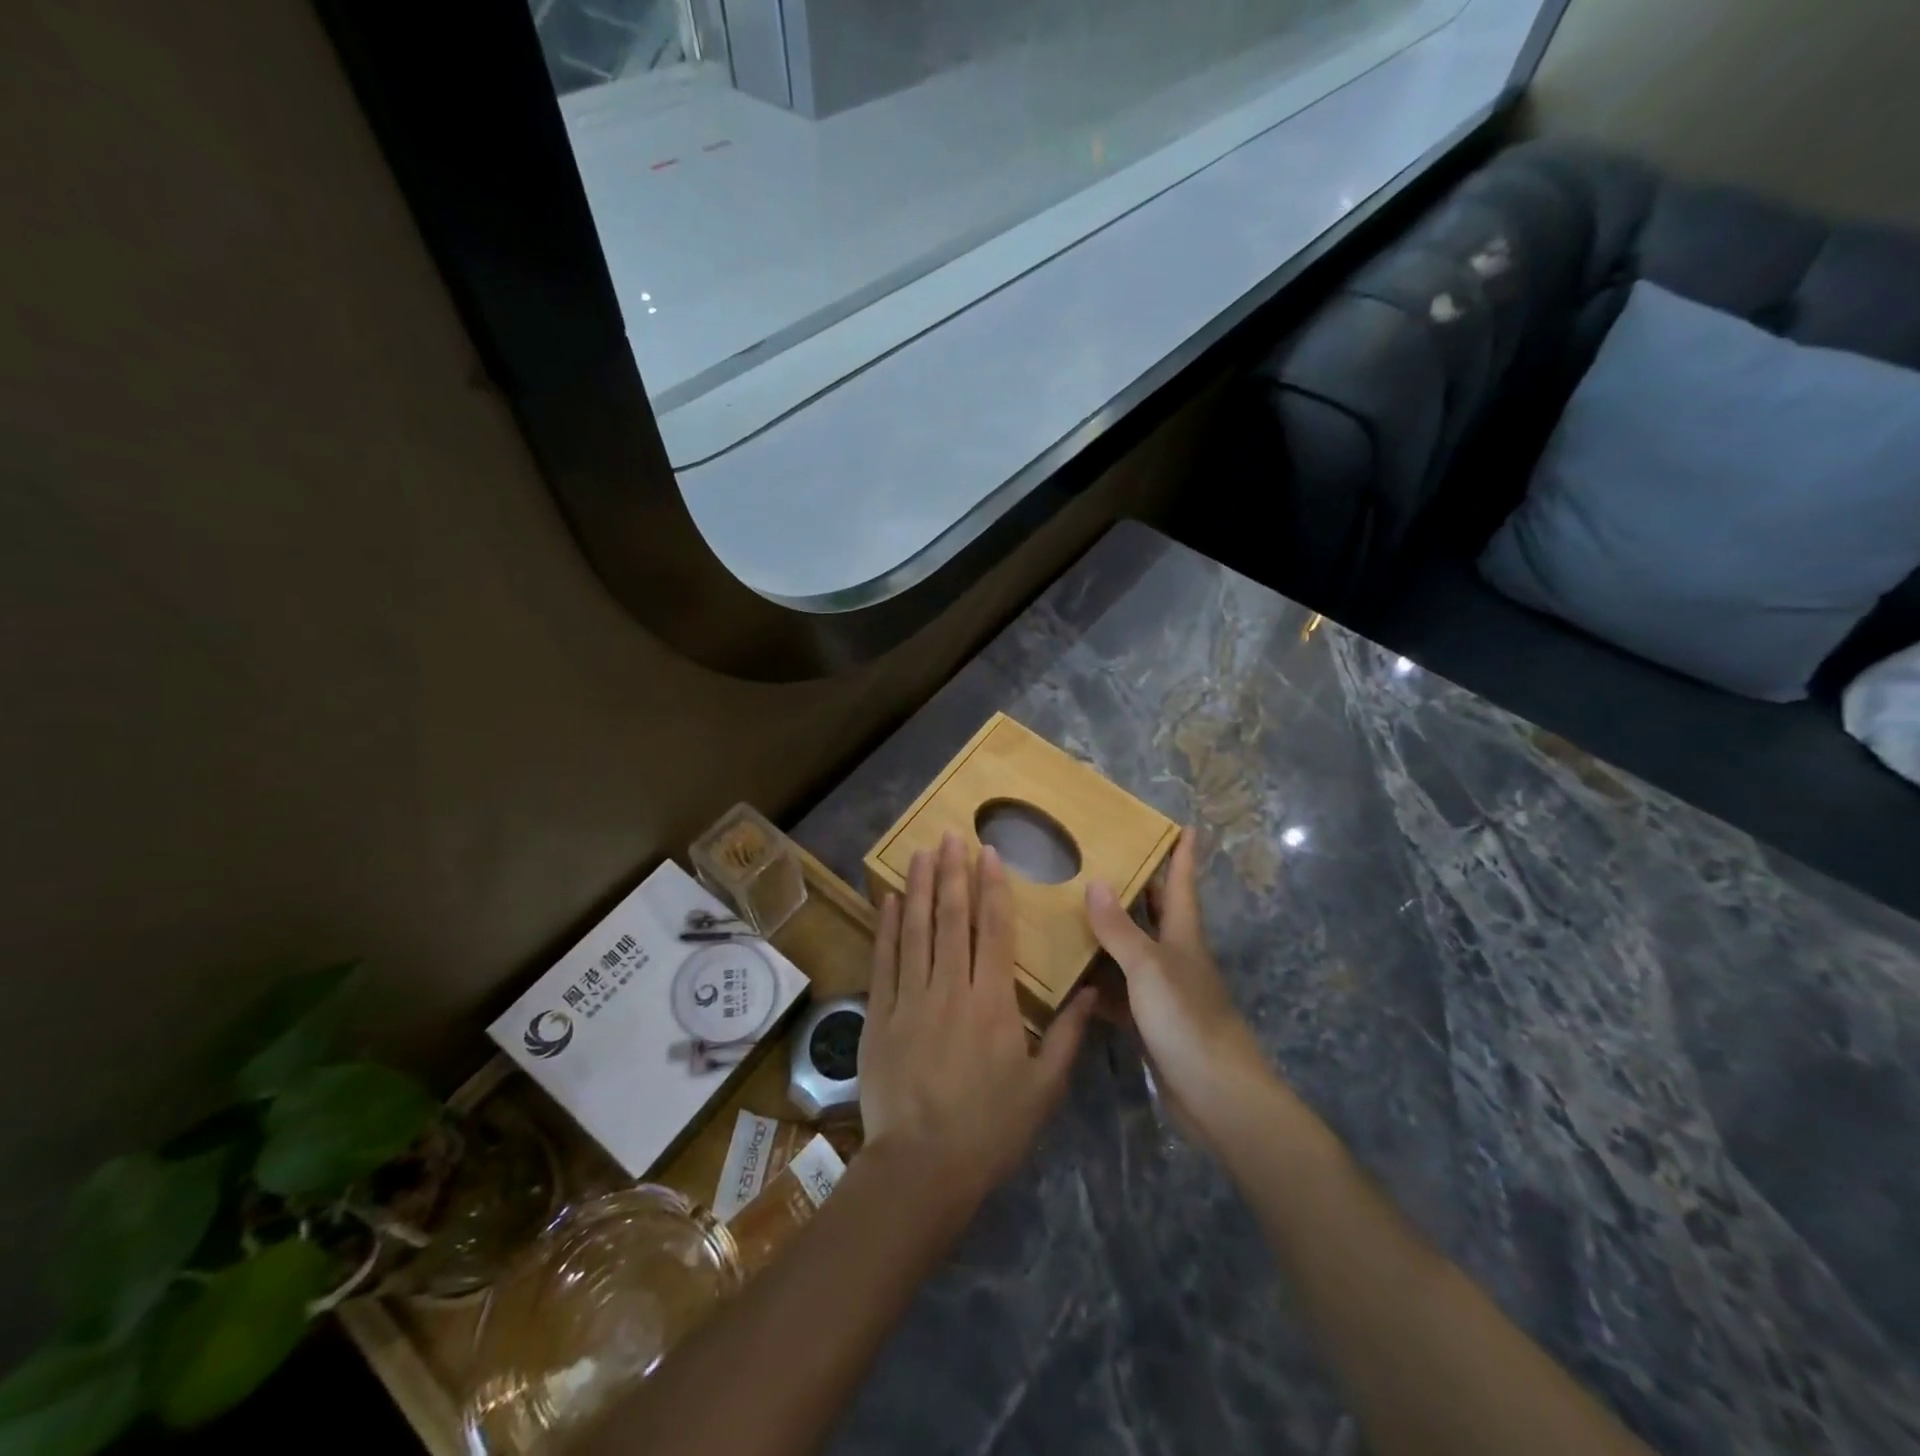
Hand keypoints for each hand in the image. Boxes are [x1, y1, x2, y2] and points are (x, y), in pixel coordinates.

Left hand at [859, 832, 1095, 1211]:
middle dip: (951, 872)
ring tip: (919, 852)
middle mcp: (949, 988)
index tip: (988, 852)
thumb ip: (1067, 1037)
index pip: (993, 930)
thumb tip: (1093, 993)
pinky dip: (886, 928)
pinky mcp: (880, 1015)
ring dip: (917, 888)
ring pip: (914, 930)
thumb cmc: (989, 1130)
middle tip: (950, 834)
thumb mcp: (1043, 1089)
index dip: (991, 887)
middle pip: (951, 918)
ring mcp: (909, 999)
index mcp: (992, 1002)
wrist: (921, 1168)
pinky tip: (889, 901)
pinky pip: (884, 961)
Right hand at [1084, 828, 1271, 1139]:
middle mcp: (1175, 957)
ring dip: (1110, 932)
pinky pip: (1119, 991)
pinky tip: (1070, 975)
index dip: (1184, 854)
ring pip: (1132, 951)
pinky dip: (1098, 981)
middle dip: (1140, 886)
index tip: (1186, 825)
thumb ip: (1119, 929)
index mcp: (1183, 936)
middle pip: (1157, 913)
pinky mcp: (1151, 1023)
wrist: (1216, 1096)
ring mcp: (1163, 992)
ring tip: (1073, 908)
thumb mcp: (1148, 968)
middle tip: (1107, 858)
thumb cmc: (1187, 1020)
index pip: (1182, 884)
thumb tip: (1095, 881)